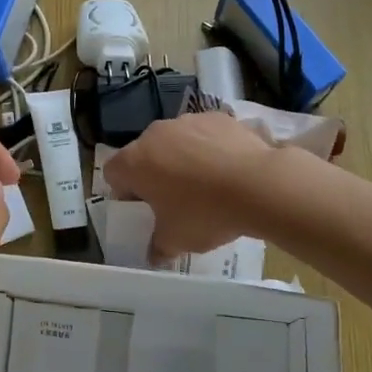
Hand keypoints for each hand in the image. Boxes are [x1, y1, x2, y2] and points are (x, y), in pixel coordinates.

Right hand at [104, 110, 281, 259]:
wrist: (259, 185)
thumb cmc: (206, 213)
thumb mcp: (177, 240)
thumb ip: (158, 247)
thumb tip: (154, 255)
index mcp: (134, 162)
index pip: (113, 173)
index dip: (124, 192)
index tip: (144, 209)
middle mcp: (155, 134)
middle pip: (144, 154)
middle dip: (154, 174)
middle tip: (175, 200)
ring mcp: (187, 121)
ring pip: (174, 142)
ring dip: (181, 159)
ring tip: (207, 184)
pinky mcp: (217, 117)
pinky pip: (204, 134)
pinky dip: (209, 148)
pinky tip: (228, 170)